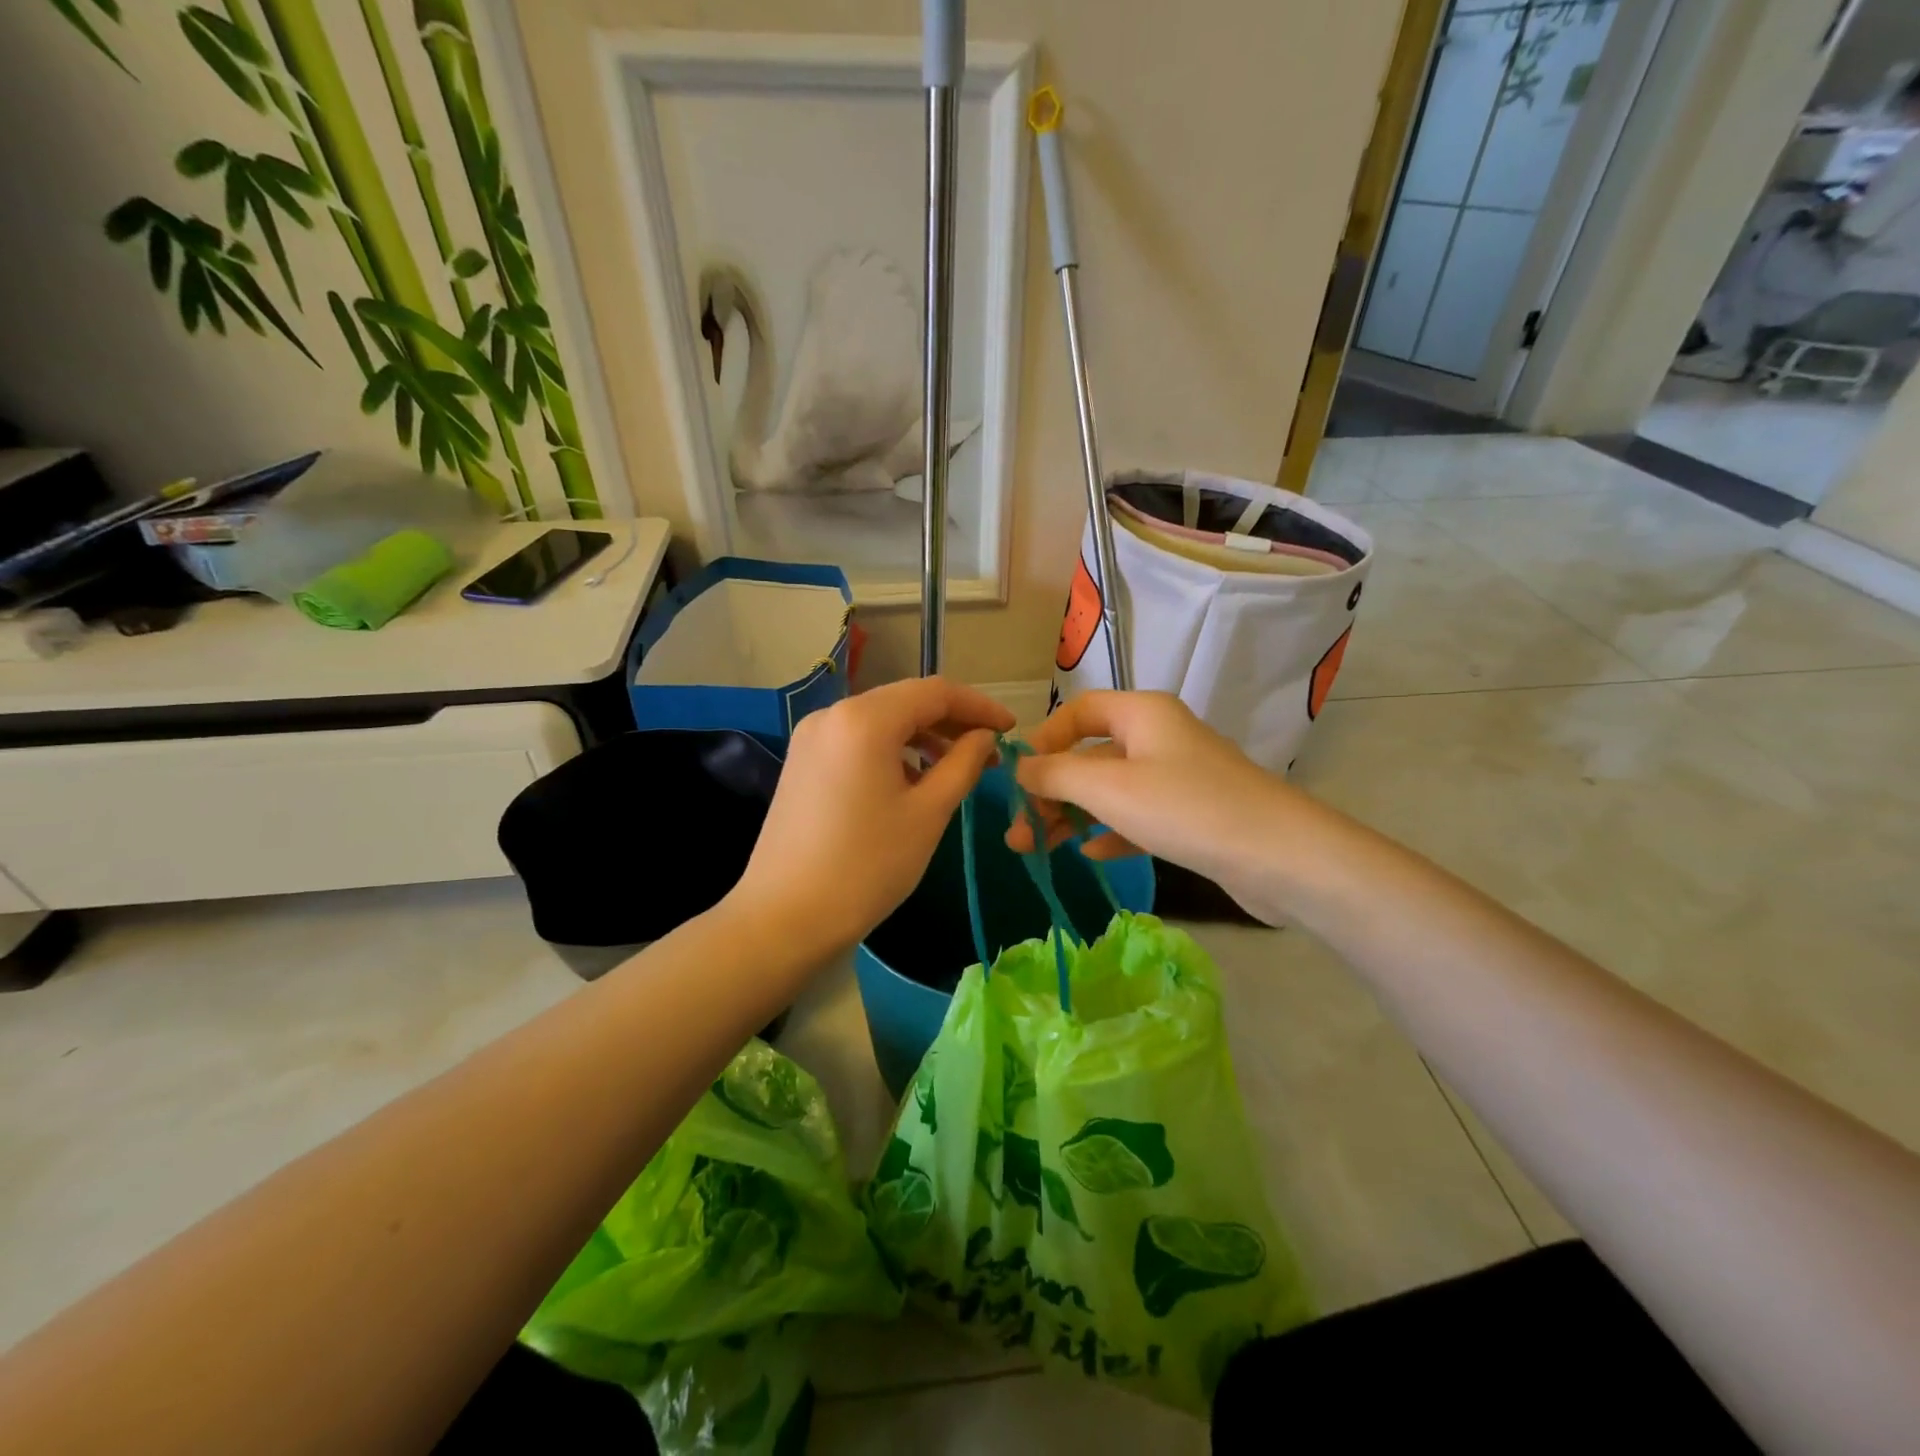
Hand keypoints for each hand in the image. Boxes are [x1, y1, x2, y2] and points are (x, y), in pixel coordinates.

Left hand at [728, 677, 1013, 956]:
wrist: (785, 917)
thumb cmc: (867, 866)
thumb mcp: (928, 814)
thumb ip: (963, 764)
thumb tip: (985, 738)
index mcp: (865, 719)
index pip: (935, 692)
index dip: (979, 706)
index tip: (1011, 729)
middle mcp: (833, 714)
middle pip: (905, 701)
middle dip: (951, 722)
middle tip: (988, 752)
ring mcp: (811, 738)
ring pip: (881, 721)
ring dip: (922, 737)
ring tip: (955, 768)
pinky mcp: (802, 762)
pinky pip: (857, 741)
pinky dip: (891, 750)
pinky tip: (911, 780)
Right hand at [1005, 691, 1300, 918]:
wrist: (1281, 856)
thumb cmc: (1186, 808)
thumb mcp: (1109, 788)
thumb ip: (1057, 775)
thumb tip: (1020, 768)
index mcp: (1141, 713)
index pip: (1079, 711)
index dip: (1045, 740)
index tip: (1019, 778)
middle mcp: (1159, 736)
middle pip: (1090, 755)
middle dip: (1051, 791)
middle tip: (1019, 831)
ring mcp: (1178, 776)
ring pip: (1111, 790)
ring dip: (1073, 816)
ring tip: (1038, 849)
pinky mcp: (1191, 814)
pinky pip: (1138, 815)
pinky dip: (1110, 830)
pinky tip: (1090, 853)